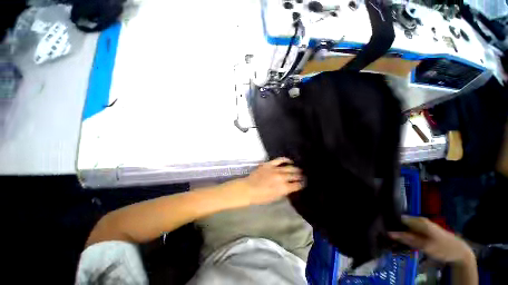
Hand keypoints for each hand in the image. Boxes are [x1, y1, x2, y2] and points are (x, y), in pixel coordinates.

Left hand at [231, 157, 304, 205]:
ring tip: (299, 169)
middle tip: (303, 175)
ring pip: (289, 167)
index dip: (301, 184)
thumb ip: (284, 192)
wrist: (248, 188)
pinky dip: (285, 159)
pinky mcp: (269, 164)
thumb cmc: (261, 197)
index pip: (296, 185)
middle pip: (294, 175)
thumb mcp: (275, 198)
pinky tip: (290, 160)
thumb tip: (290, 187)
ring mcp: (275, 170)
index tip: (303, 183)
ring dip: (295, 168)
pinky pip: (279, 160)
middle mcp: (281, 178)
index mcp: (283, 188)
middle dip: (300, 176)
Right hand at [389, 216, 473, 263]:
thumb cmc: (442, 248)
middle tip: (388, 240)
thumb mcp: (425, 245)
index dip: (390, 224)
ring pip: (405, 228)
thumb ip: (407, 239)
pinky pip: (410, 232)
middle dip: (394, 231)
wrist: (459, 251)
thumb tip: (389, 233)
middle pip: (401, 223)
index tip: (383, 232)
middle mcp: (418, 220)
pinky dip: (406, 238)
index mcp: (418, 220)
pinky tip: (403, 244)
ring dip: (400, 236)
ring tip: (394, 244)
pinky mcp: (423, 230)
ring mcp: (421, 225)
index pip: (398, 218)